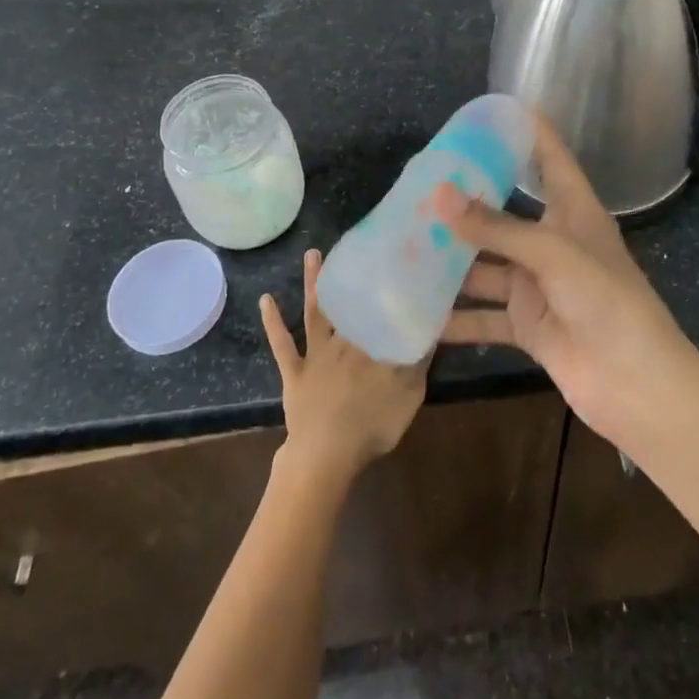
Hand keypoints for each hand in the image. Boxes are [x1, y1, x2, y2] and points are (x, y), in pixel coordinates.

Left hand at [260, 249, 427, 483]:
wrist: (327, 454)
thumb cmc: (373, 424)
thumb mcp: (410, 393)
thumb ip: (419, 358)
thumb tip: (432, 324)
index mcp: (370, 343)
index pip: (377, 307)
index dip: (383, 283)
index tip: (388, 256)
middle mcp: (343, 340)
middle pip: (346, 301)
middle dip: (347, 272)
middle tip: (349, 244)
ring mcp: (315, 355)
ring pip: (315, 312)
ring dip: (312, 283)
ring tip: (311, 254)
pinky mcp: (294, 372)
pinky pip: (282, 344)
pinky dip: (273, 323)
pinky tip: (265, 300)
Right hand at [436, 115, 696, 443]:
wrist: (635, 384)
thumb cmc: (606, 301)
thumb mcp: (552, 254)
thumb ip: (495, 227)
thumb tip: (439, 194)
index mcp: (573, 211)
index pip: (550, 158)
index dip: (527, 131)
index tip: (493, 109)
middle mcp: (553, 242)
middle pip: (504, 213)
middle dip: (466, 203)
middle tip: (420, 185)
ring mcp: (537, 285)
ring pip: (486, 265)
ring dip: (451, 262)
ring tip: (403, 246)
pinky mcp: (527, 324)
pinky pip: (483, 316)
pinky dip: (455, 319)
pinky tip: (418, 315)